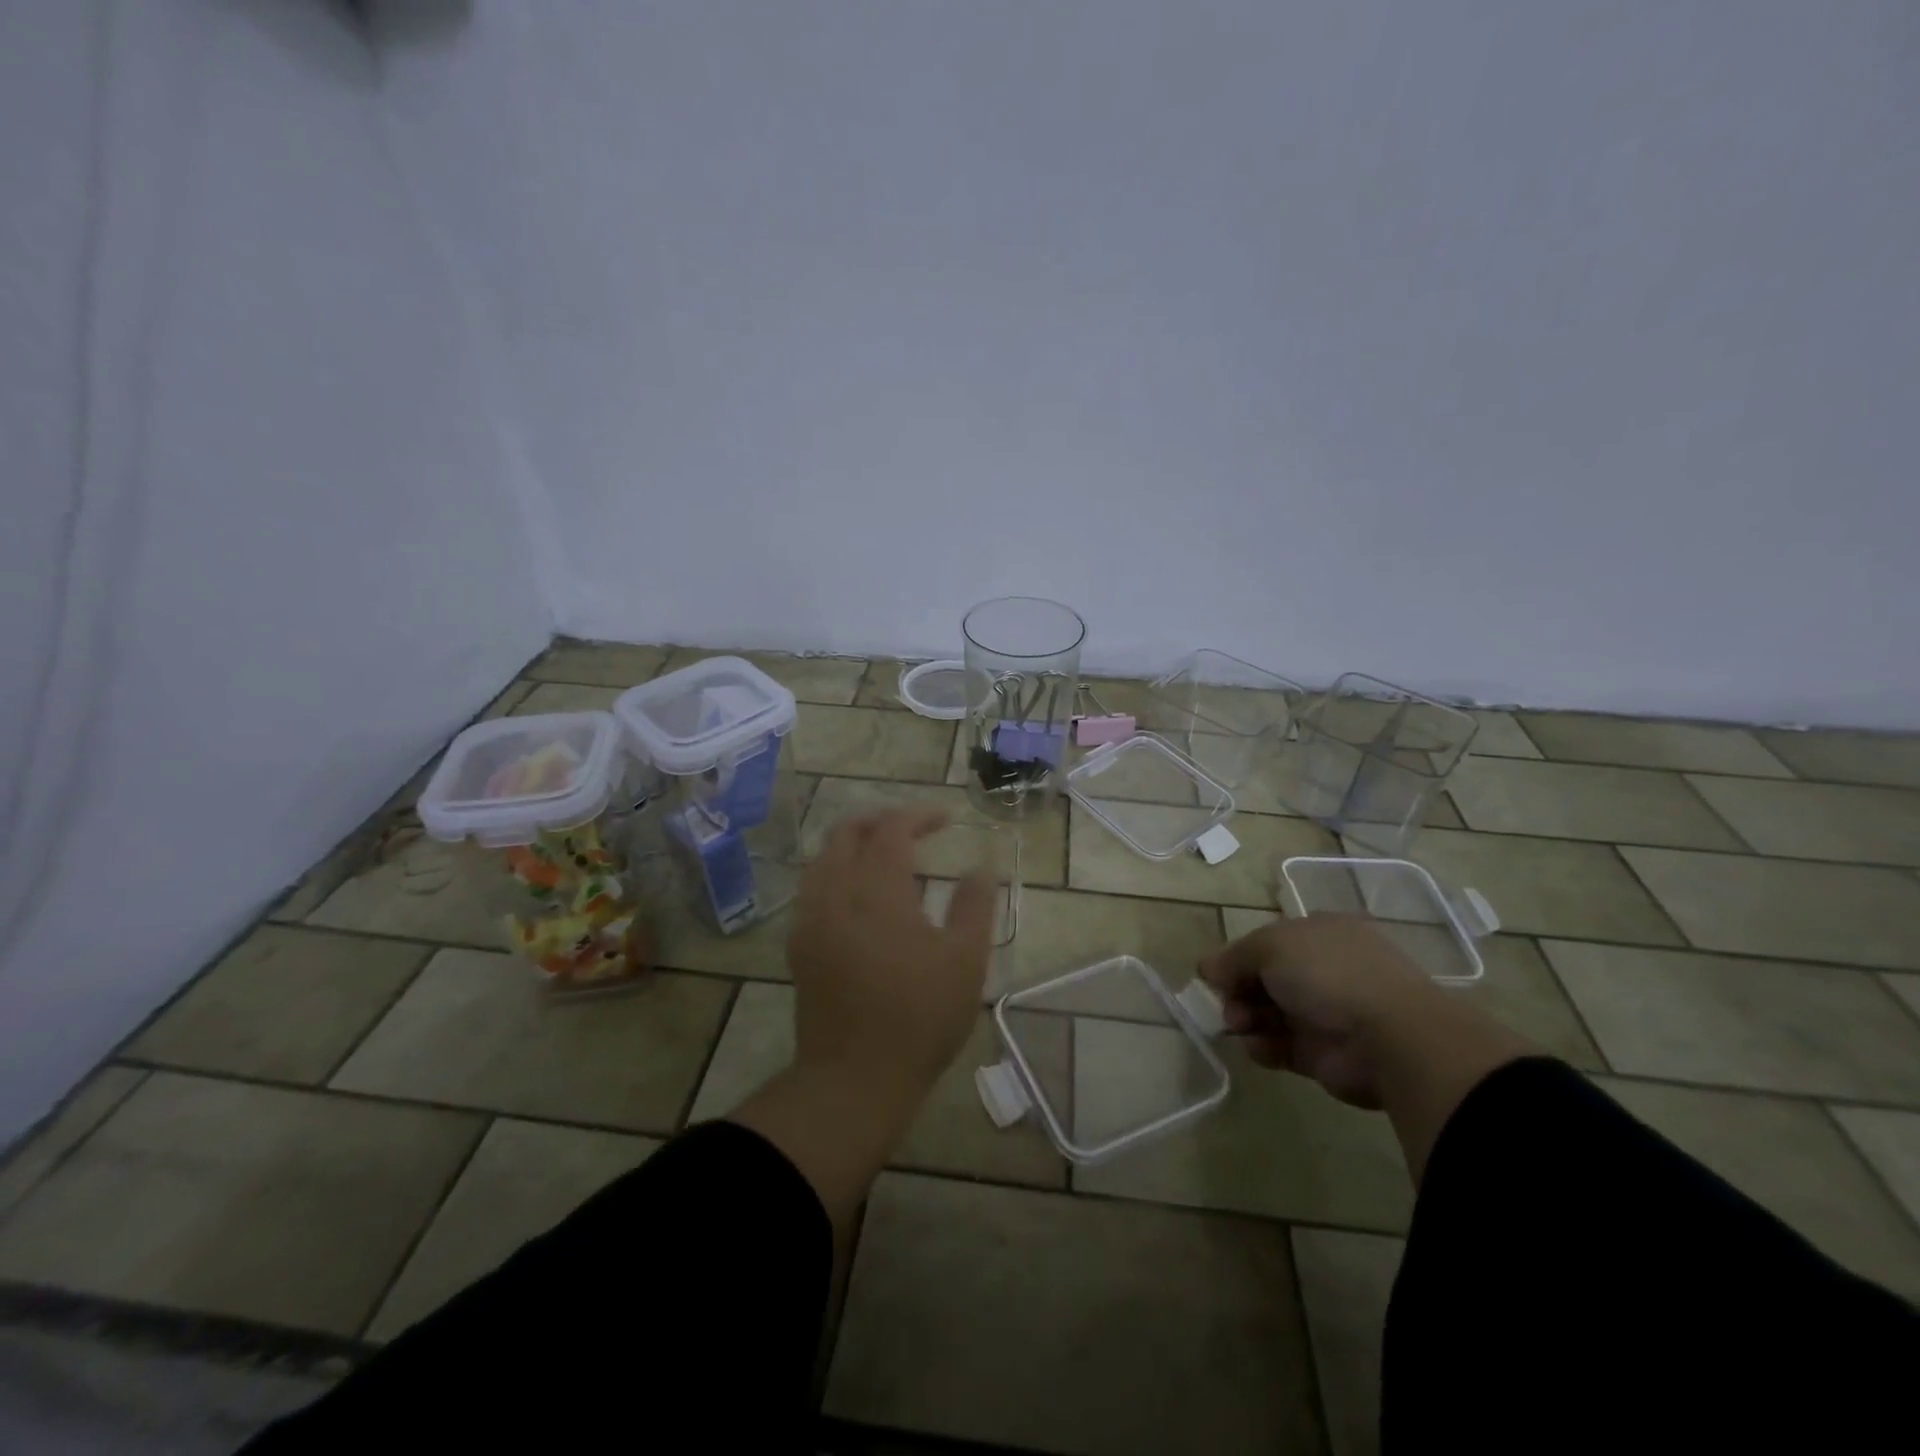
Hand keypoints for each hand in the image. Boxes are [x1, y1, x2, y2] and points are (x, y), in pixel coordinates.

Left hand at [786, 808, 996, 1103]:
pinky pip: (811, 888)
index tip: (946, 819)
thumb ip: (974, 905)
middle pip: (847, 832)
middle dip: (880, 821)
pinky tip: (856, 894)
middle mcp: (835, 892)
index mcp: (877, 889)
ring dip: (853, 843)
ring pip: (823, 858)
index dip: (919, 815)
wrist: (854, 1078)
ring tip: (884, 855)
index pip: (892, 829)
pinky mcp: (799, 945)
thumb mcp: (964, 960)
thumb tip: (982, 867)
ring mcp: (810, 919)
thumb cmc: (918, 1016)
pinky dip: (835, 871)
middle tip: (914, 830)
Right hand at [1199, 914, 1435, 1108]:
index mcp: (1320, 934)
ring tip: (1239, 1025)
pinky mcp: (1324, 1054)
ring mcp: (1326, 1013)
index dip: (1238, 957)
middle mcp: (1324, 970)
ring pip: (1269, 1013)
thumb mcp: (1270, 946)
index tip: (1215, 974)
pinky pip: (1281, 1047)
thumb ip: (1234, 957)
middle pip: (1264, 978)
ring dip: (1246, 1018)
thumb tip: (1207, 968)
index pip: (1268, 942)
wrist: (1390, 1038)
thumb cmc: (1329, 974)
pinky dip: (1264, 1047)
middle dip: (1238, 990)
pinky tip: (1259, 1046)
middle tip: (1225, 1004)